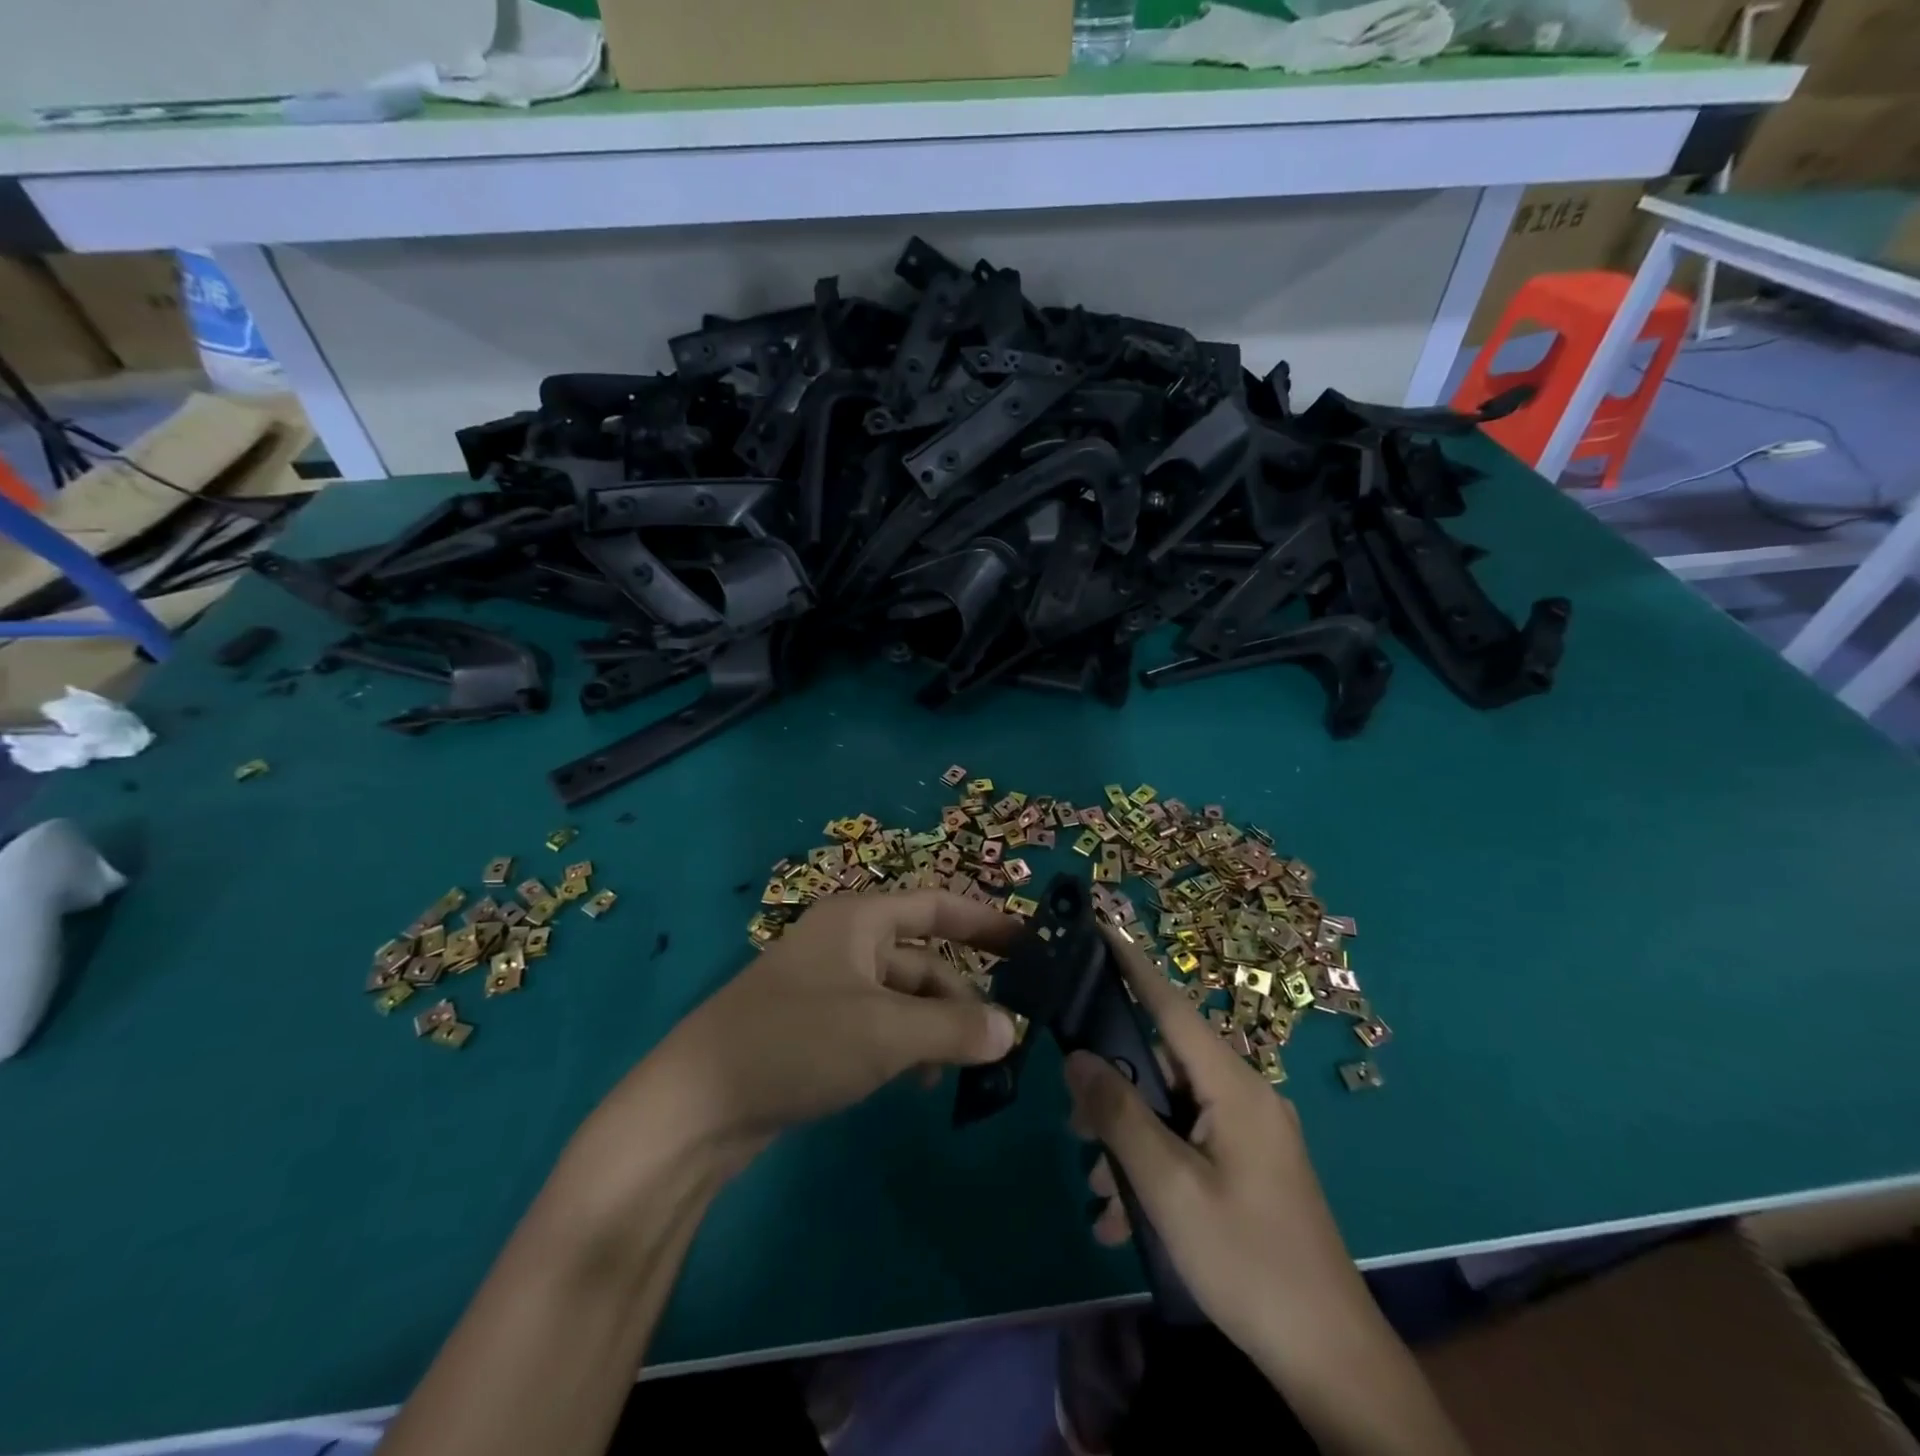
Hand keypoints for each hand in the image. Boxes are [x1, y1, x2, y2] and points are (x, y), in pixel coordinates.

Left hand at [647, 890, 1021, 1157]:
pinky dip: (904, 1046)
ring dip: (934, 1028)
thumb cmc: (797, 1042)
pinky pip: (878, 1025)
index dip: (985, 922)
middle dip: (960, 996)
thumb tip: (1012, 1031)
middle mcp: (846, 943)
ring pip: (902, 998)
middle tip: (999, 1039)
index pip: (937, 905)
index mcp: (859, 920)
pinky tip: (914, 1082)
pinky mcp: (815, 1028)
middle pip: (922, 959)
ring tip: (957, 1070)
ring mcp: (828, 986)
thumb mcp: (886, 1033)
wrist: (696, 1106)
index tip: (1029, 945)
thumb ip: (955, 1029)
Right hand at [1063, 932, 1375, 1377]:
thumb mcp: (1169, 1188)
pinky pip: (1189, 1142)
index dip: (1133, 964)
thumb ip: (1120, 1115)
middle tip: (1073, 1122)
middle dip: (1115, 1089)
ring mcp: (1250, 1130)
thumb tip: (1077, 1056)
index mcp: (1234, 1085)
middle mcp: (1245, 1093)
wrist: (1330, 1359)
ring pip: (1171, 1109)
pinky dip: (1155, 1167)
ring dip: (1130, 1142)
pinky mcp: (1250, 1164)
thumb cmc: (1247, 1261)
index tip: (1100, 926)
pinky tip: (1124, 1218)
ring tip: (1099, 1192)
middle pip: (1164, 1063)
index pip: (1172, 1005)